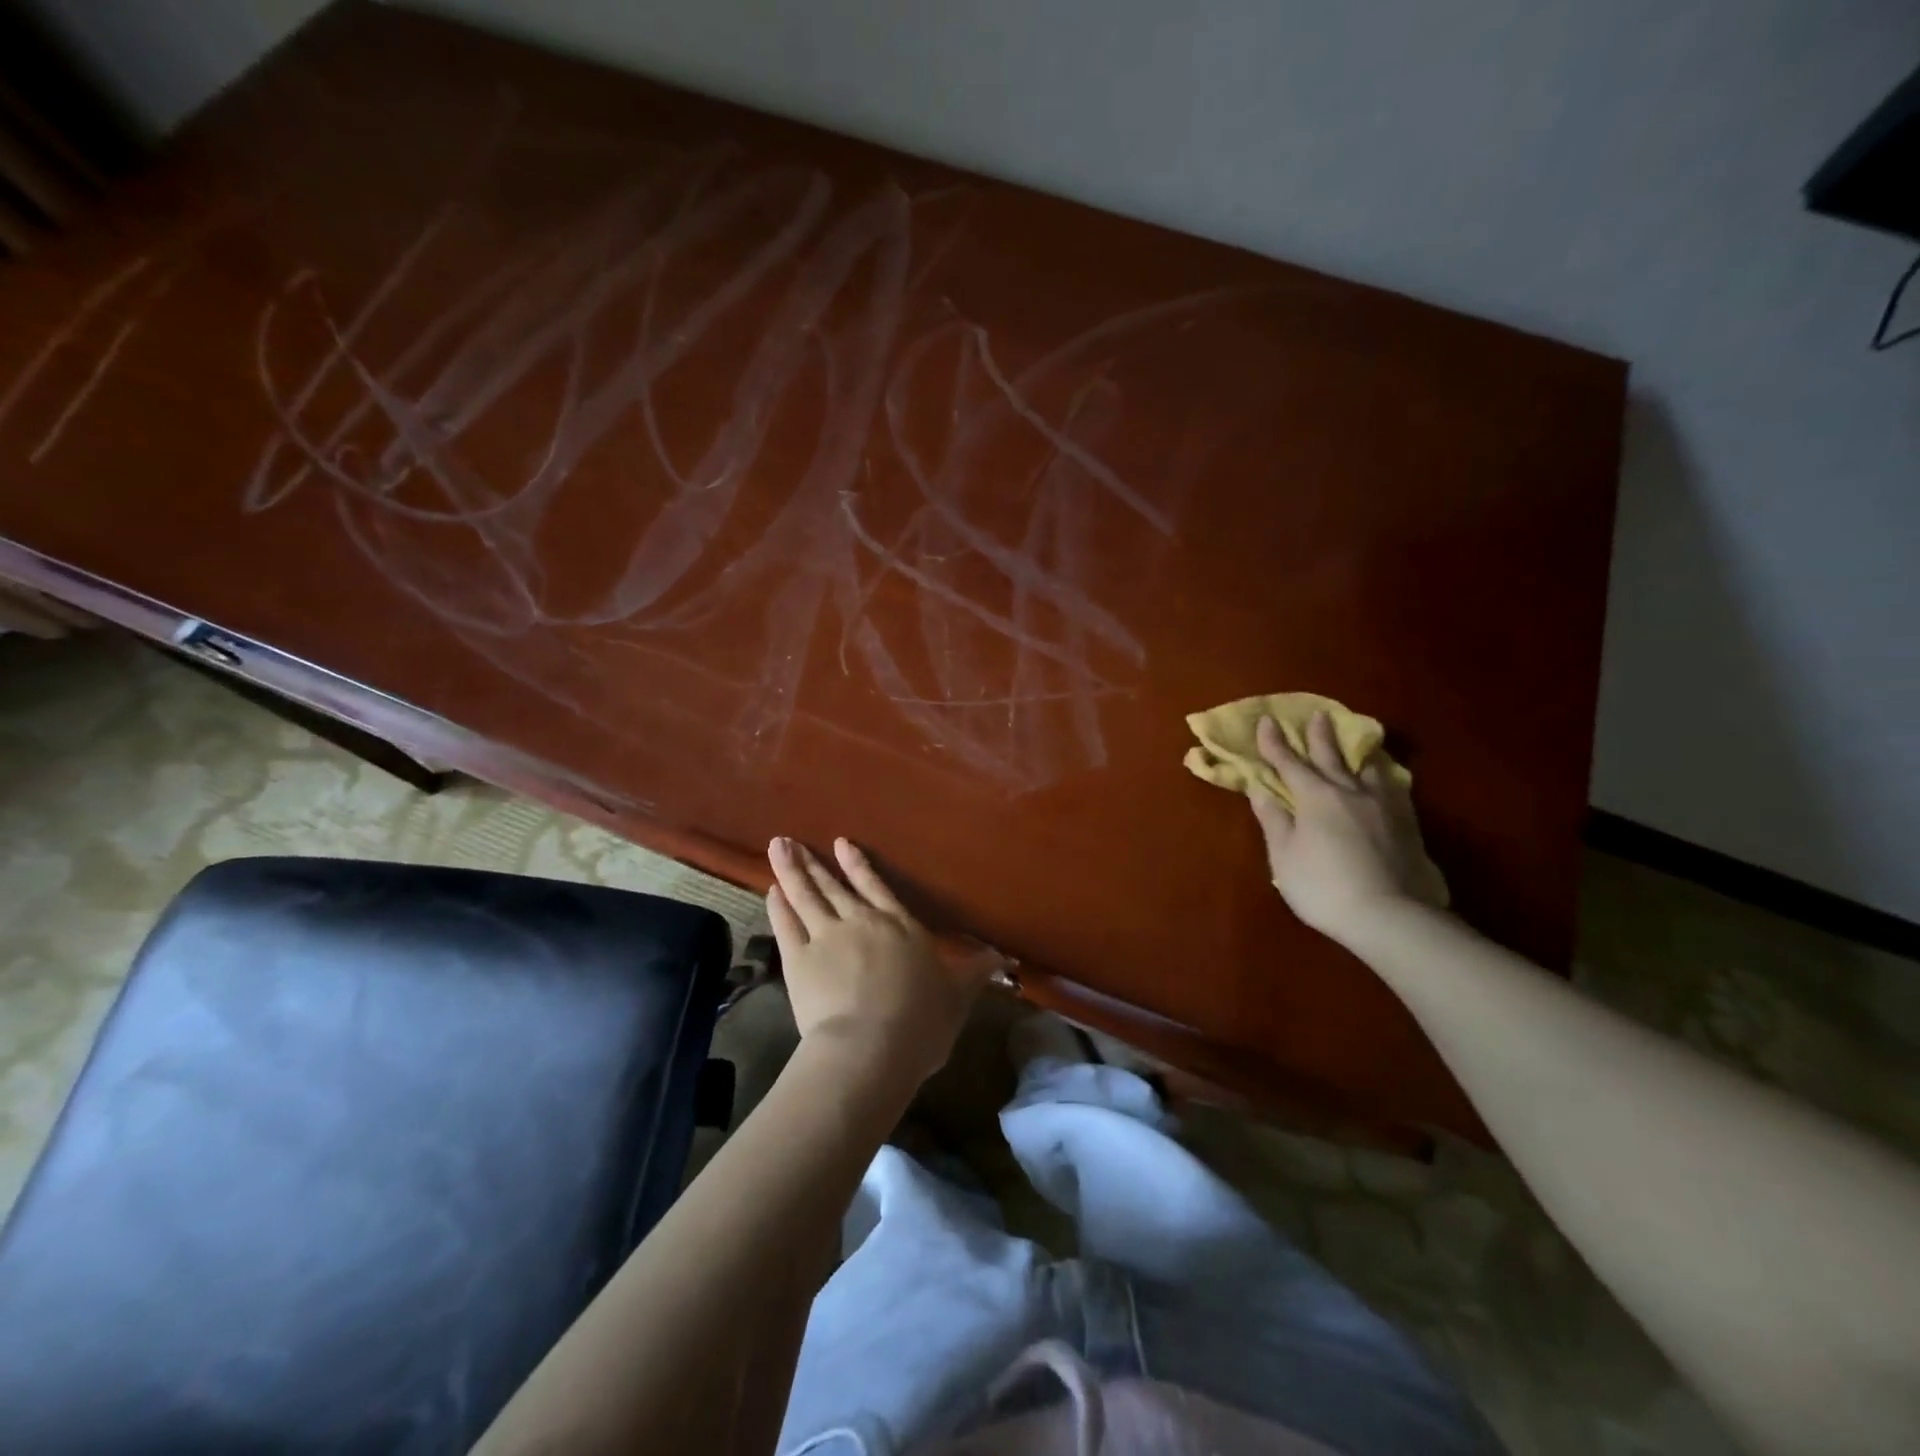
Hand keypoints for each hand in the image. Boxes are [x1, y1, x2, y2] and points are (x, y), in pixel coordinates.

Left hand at [765, 836, 986, 1085]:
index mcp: (900, 926)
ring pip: (806, 896)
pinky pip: (786, 924)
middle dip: (814, 862)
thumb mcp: (958, 996)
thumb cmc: (921, 1022)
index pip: (876, 887)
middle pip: (834, 886)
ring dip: (791, 871)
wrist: (871, 1047)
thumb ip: (975, 972)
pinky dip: (778, 906)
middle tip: (790, 840)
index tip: (840, 844)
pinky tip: (771, 890)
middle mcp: (861, 921)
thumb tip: (1003, 957)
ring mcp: (827, 936)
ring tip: (777, 847)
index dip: (858, 865)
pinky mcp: (799, 959)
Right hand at [1248, 711, 1447, 941]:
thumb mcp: (1284, 855)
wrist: (1389, 915)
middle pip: (1331, 757)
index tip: (1266, 721)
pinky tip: (1386, 781)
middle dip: (1319, 736)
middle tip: (1318, 715)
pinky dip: (1384, 777)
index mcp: (1315, 797)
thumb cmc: (1323, 886)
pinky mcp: (1407, 824)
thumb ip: (1274, 820)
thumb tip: (1261, 789)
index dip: (1275, 743)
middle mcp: (1349, 791)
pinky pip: (1393, 788)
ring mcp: (1383, 806)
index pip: (1289, 763)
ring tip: (1358, 745)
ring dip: (1357, 753)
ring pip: (1368, 769)